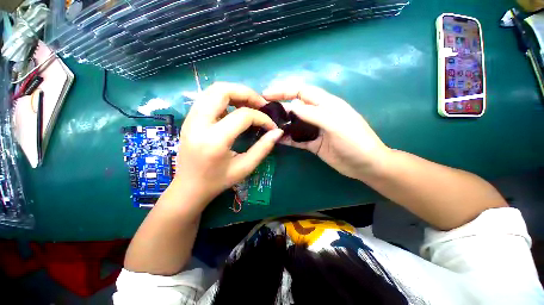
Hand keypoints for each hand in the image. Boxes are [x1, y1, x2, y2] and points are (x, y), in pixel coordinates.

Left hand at [173, 82, 283, 208]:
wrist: (189, 187)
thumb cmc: (218, 181)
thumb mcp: (245, 167)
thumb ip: (263, 148)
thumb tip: (277, 132)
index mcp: (214, 140)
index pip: (243, 116)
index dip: (262, 118)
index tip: (271, 126)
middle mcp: (198, 124)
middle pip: (222, 90)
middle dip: (246, 93)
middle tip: (260, 105)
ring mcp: (190, 119)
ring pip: (213, 90)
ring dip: (235, 93)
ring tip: (249, 105)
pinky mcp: (189, 119)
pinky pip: (208, 98)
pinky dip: (225, 98)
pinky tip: (234, 110)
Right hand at [263, 85, 389, 180]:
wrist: (365, 165)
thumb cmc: (355, 141)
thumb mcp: (336, 124)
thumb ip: (314, 114)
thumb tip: (292, 105)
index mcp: (326, 104)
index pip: (302, 91)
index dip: (284, 90)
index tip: (267, 94)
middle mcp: (319, 115)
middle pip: (296, 107)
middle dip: (280, 107)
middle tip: (263, 112)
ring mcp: (315, 130)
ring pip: (295, 123)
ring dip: (282, 124)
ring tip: (267, 127)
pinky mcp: (313, 143)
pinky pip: (297, 139)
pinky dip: (288, 139)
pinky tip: (278, 140)